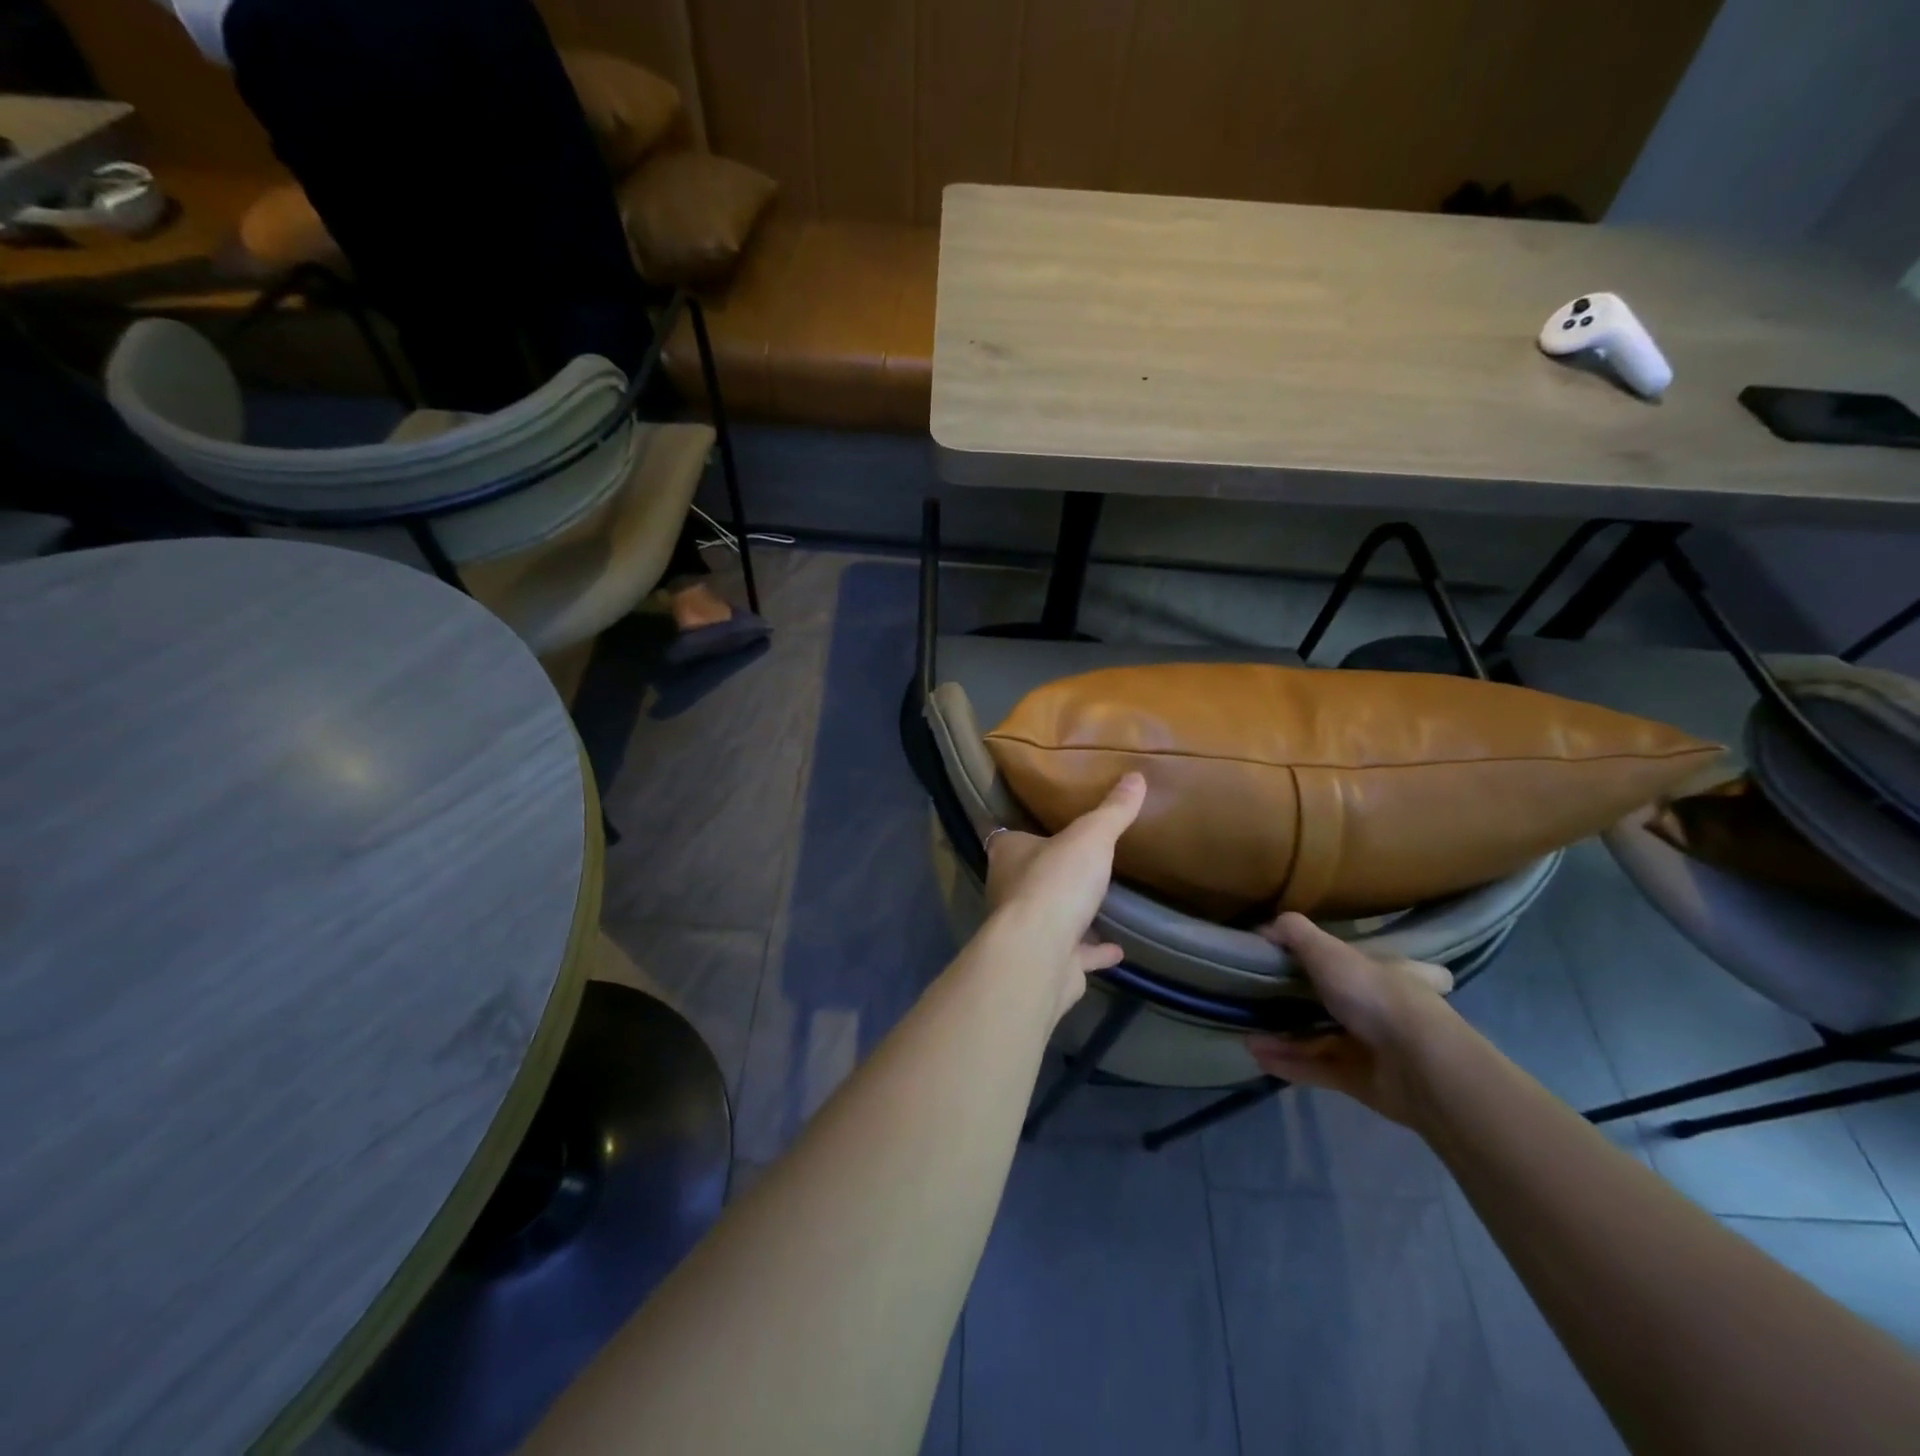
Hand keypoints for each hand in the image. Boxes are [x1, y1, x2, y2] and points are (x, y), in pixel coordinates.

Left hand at [984, 773, 1145, 1013]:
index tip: (1041, 826)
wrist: (1040, 953)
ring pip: (1048, 917)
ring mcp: (1027, 930)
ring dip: (1070, 913)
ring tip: (1098, 901)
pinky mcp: (1046, 962)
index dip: (1021, 833)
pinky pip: (1074, 954)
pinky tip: (1117, 949)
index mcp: (1009, 855)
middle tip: (1078, 860)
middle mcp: (1009, 891)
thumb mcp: (1091, 836)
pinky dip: (1093, 952)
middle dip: (1049, 871)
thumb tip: (1136, 776)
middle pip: (1027, 877)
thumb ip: (1112, 811)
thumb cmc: (1056, 882)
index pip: (1006, 838)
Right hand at [1245, 912, 1455, 1125]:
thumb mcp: (1328, 951)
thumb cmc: (1375, 995)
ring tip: (1245, 1029)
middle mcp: (1383, 1009)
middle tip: (1261, 996)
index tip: (1319, 961)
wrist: (1417, 1065)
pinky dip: (1287, 1061)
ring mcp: (1373, 1047)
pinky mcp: (1358, 1080)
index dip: (1357, 960)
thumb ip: (1295, 934)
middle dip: (1299, 1002)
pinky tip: (1255, 1054)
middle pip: (1340, 1002)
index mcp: (1387, 973)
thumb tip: (1264, 927)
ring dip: (1283, 1035)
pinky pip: (1316, 1067)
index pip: (1379, 962)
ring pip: (1321, 1038)